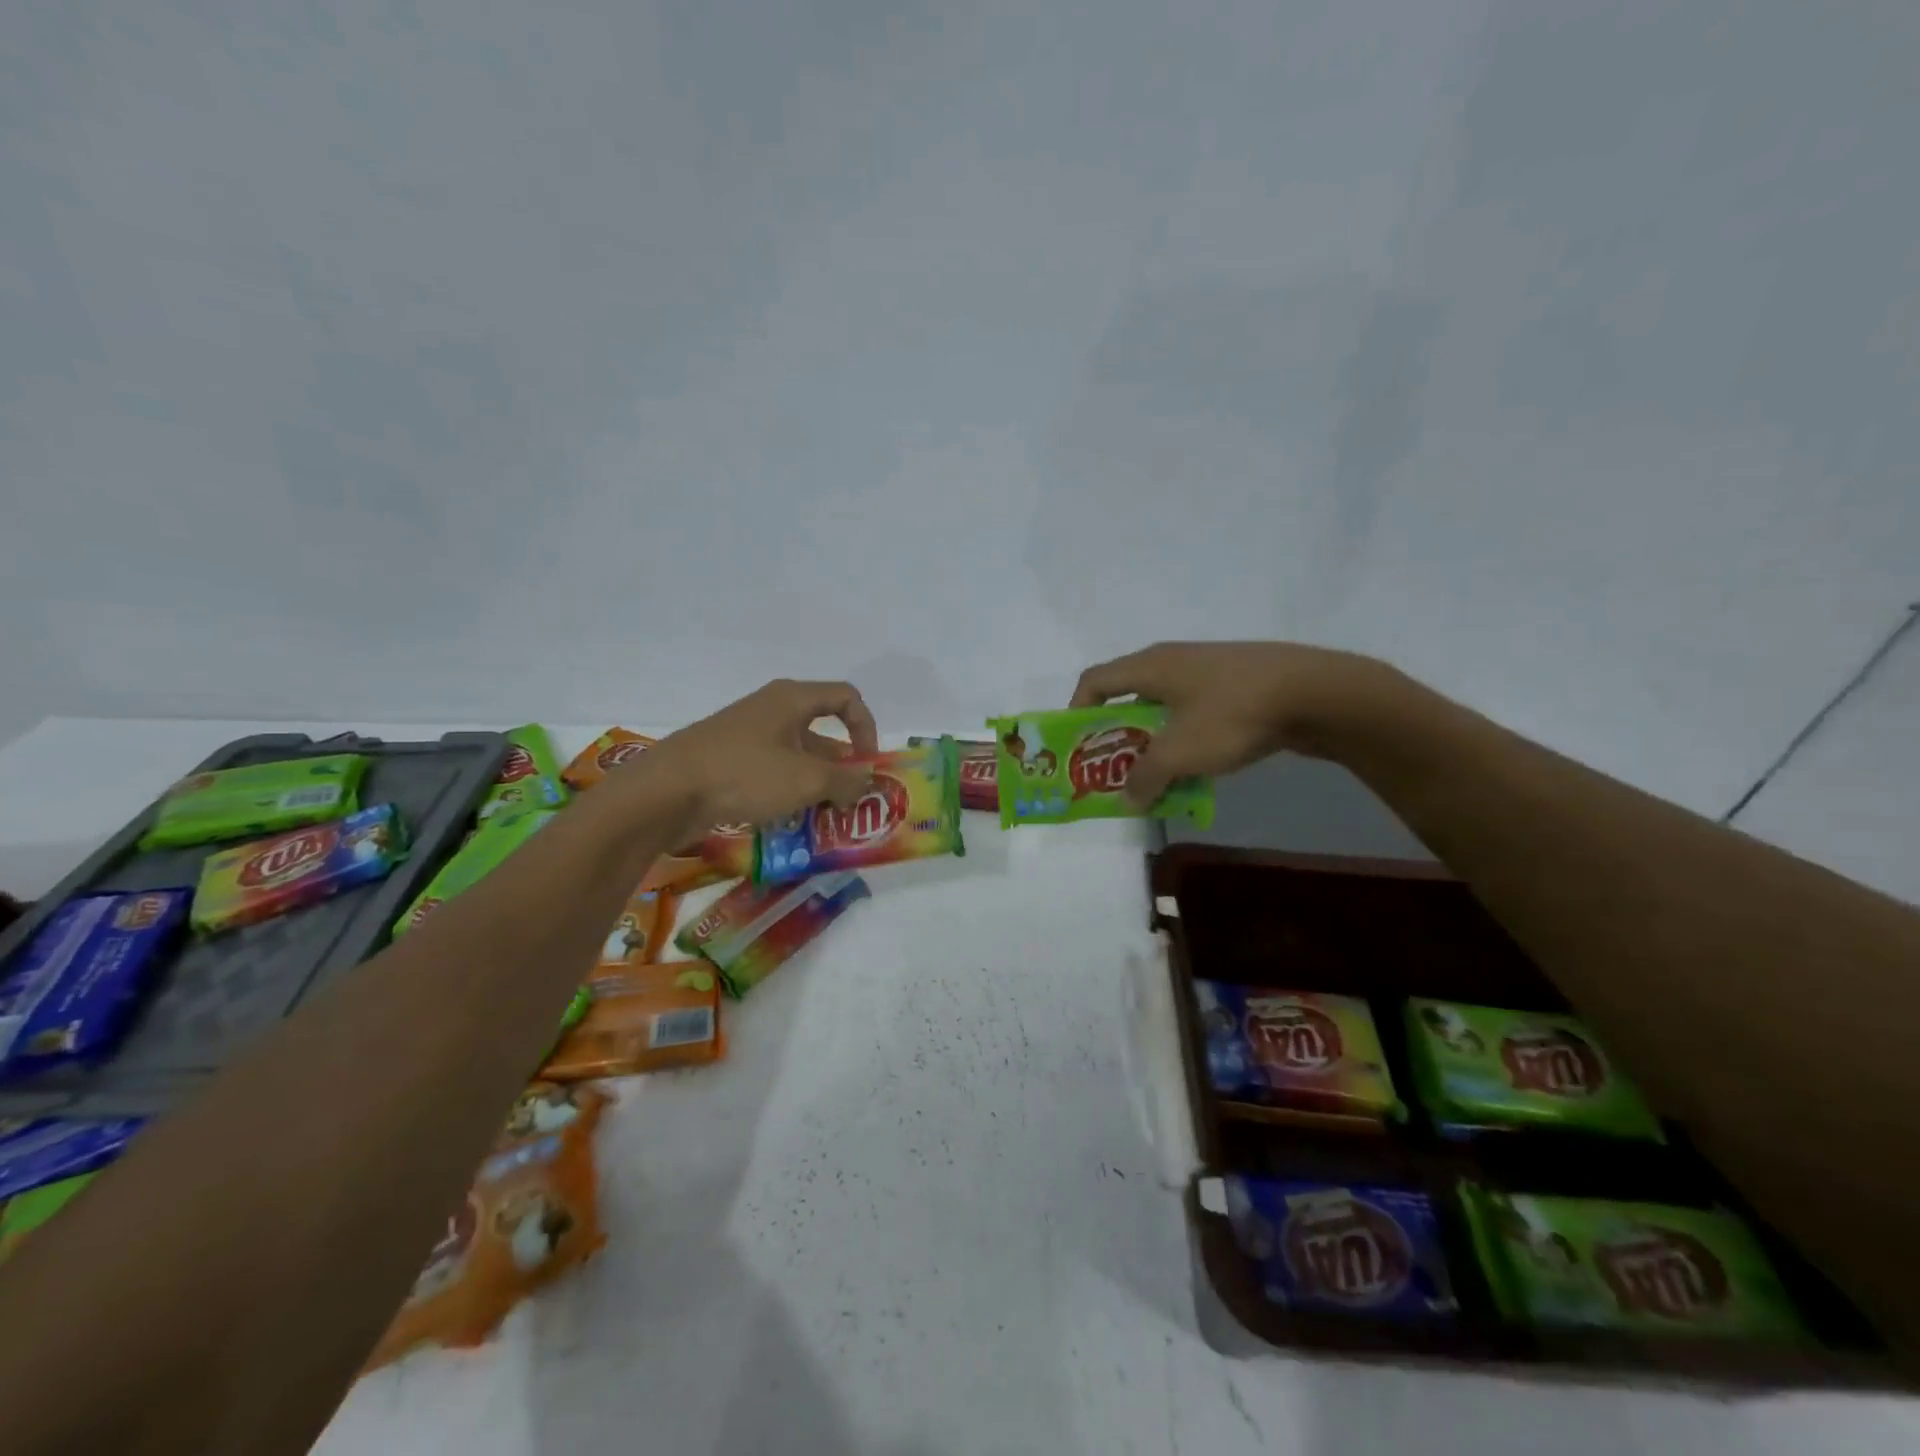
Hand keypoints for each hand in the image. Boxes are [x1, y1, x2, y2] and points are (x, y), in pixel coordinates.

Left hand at [630, 679, 879, 832]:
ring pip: (797, 756)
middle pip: (822, 731)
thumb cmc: (745, 774)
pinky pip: (772, 772)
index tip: (869, 763)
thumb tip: (866, 781)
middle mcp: (772, 710)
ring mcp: (747, 736)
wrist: (665, 792)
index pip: (846, 699)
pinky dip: (789, 793)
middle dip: (842, 766)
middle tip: (853, 800)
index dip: (867, 727)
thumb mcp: (806, 780)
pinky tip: (791, 822)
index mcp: (792, 700)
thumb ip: (845, 780)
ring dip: (817, 784)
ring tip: (828, 818)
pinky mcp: (729, 762)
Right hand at [1070, 642, 1395, 805]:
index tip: (1078, 747)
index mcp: (1151, 666)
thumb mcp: (1180, 753)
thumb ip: (1145, 778)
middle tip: (1114, 769)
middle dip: (1116, 735)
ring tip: (1156, 775)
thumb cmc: (1234, 714)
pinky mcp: (1237, 684)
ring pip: (1164, 707)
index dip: (1076, 711)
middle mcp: (1174, 660)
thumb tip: (1127, 798)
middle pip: (1128, 695)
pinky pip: (1195, 712)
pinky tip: (1198, 767)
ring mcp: (1208, 670)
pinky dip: (1185, 738)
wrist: (1318, 693)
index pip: (1094, 680)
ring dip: (1153, 742)